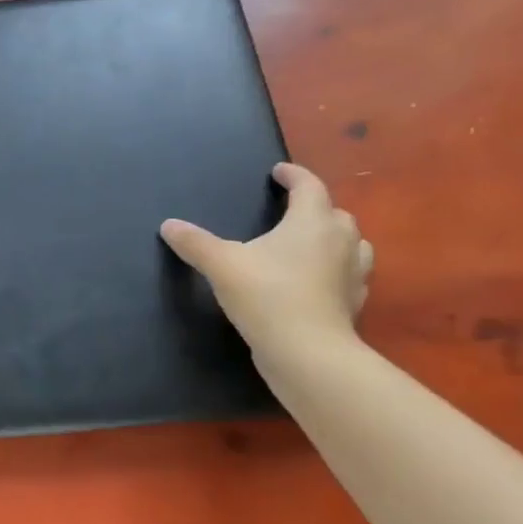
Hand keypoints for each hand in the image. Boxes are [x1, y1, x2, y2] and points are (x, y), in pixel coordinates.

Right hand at [160, 163, 371, 357]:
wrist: (307, 352)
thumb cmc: (266, 295)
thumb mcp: (221, 264)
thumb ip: (195, 243)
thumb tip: (169, 225)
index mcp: (312, 223)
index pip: (309, 186)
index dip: (294, 175)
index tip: (278, 171)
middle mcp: (341, 242)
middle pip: (335, 213)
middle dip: (315, 207)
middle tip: (291, 210)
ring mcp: (353, 274)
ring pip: (353, 244)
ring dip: (334, 238)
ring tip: (311, 243)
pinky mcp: (353, 303)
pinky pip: (350, 275)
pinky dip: (335, 270)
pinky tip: (318, 281)